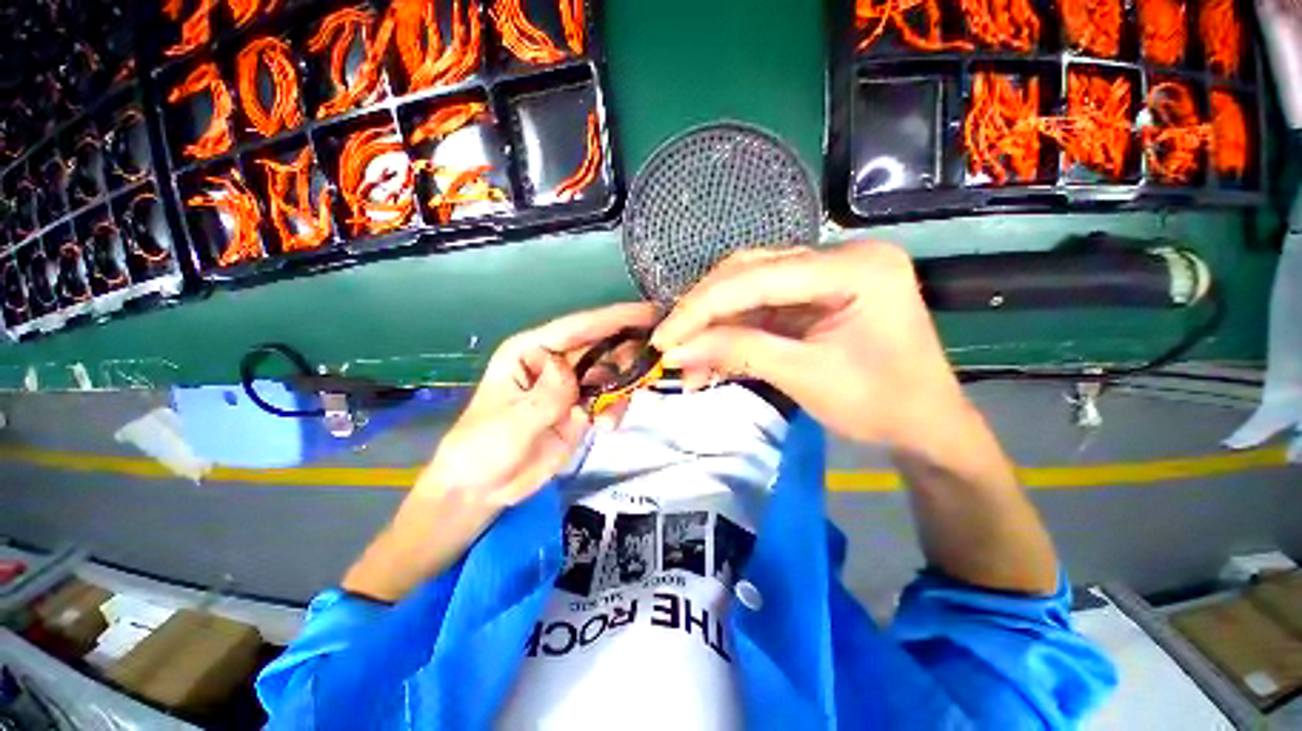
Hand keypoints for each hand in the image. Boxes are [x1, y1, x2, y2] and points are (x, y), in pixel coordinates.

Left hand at [417, 302, 660, 507]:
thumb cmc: (483, 448)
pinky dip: (616, 408)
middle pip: (601, 346)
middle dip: (626, 354)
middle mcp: (556, 362)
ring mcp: (571, 385)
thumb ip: (545, 396)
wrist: (485, 487)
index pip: (578, 327)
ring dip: (622, 387)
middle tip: (649, 367)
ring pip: (611, 372)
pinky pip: (611, 398)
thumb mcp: (512, 423)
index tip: (650, 313)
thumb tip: (569, 368)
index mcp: (532, 351)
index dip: (614, 318)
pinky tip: (606, 427)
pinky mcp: (582, 407)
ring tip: (609, 416)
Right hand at [652, 243, 963, 446]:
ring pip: (748, 289)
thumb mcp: (805, 378)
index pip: (759, 277)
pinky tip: (711, 356)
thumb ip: (739, 353)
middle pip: (749, 272)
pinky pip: (760, 307)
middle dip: (703, 311)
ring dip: (713, 324)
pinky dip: (732, 332)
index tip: (664, 337)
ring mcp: (825, 275)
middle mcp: (839, 257)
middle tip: (670, 343)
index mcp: (855, 268)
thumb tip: (676, 351)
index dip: (702, 307)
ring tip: (687, 357)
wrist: (925, 426)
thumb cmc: (881, 405)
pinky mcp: (813, 297)